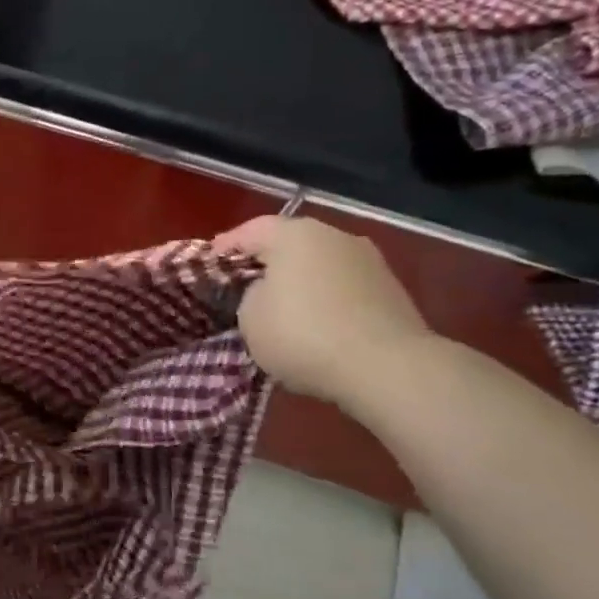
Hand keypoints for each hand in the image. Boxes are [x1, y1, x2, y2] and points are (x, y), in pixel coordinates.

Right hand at [217, 213, 433, 408]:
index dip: (224, 248)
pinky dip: (324, 300)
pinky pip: (342, 288)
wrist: (387, 367)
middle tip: (242, 286)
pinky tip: (315, 324)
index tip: (208, 266)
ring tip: (280, 308)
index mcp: (295, 234)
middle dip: (265, 263)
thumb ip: (249, 295)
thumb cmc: (303, 335)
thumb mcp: (250, 318)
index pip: (249, 231)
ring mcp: (368, 260)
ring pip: (318, 265)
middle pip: (288, 244)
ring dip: (298, 282)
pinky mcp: (390, 290)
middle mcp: (334, 236)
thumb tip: (266, 292)